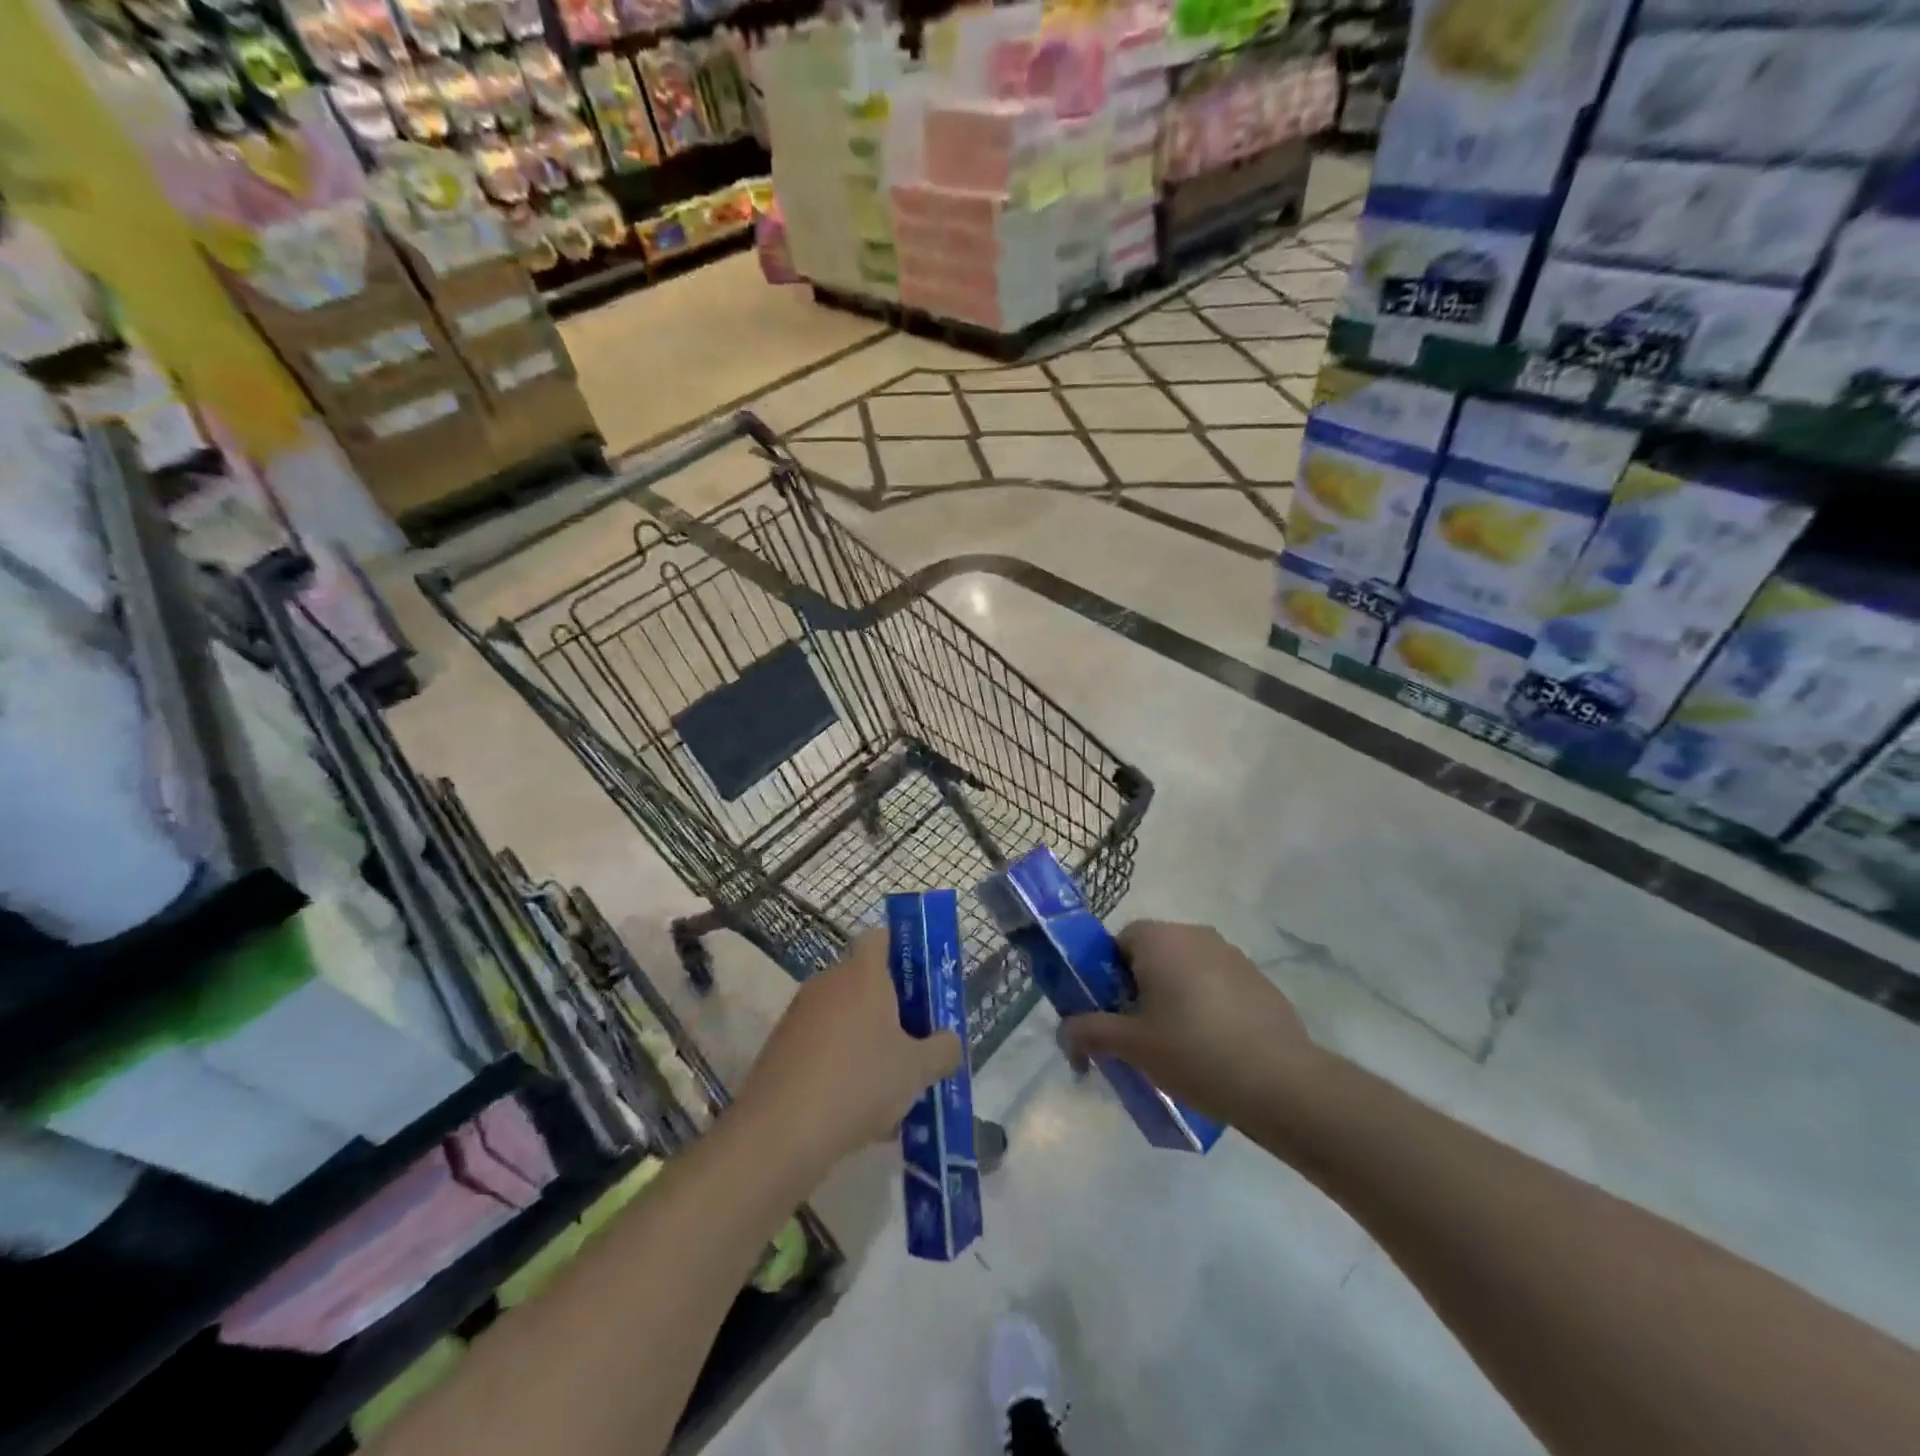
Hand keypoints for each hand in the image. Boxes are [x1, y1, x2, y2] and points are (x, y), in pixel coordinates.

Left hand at [739, 929, 961, 1170]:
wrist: (779, 1134)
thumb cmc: (859, 1083)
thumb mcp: (918, 1070)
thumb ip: (943, 1050)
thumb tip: (949, 1042)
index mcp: (862, 974)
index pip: (880, 938)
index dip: (903, 953)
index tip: (922, 983)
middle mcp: (827, 983)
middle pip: (864, 982)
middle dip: (891, 1009)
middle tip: (917, 1041)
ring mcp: (799, 1016)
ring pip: (844, 1019)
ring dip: (867, 1042)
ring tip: (892, 1087)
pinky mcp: (780, 1049)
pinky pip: (822, 1047)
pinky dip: (841, 1066)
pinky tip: (859, 1111)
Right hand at [1057, 921, 1322, 1129]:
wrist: (1280, 1082)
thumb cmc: (1193, 1051)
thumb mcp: (1131, 1045)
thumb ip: (1089, 1032)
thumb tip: (1063, 1032)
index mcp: (1159, 938)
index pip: (1117, 942)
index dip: (1107, 977)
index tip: (1111, 1013)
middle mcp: (1195, 934)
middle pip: (1152, 954)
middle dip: (1139, 988)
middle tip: (1138, 1034)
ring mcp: (1232, 955)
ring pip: (1185, 969)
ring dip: (1174, 997)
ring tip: (1176, 1046)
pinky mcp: (1259, 980)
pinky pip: (1216, 984)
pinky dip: (1206, 1006)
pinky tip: (1212, 1048)